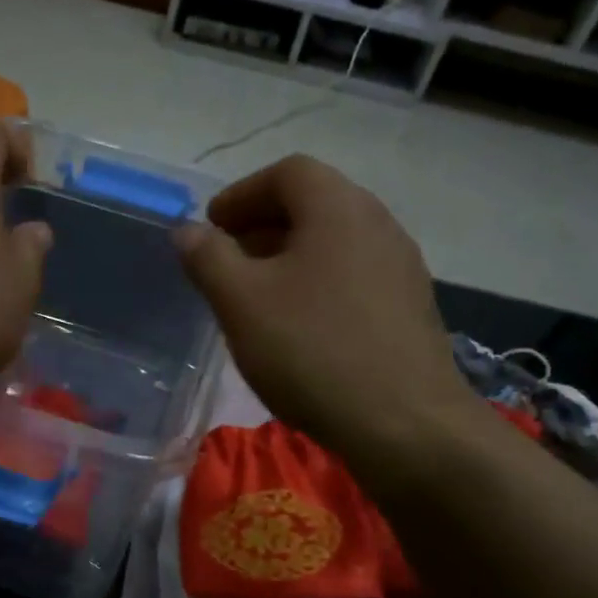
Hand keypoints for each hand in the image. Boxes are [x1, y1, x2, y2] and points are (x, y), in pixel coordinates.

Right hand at [175, 155, 475, 456]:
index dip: (241, 194)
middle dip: (262, 226)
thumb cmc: (312, 351)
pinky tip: (299, 327)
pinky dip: (317, 284)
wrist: (403, 423)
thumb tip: (188, 231)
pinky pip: (352, 276)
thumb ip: (208, 258)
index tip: (211, 228)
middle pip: (314, 204)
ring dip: (289, 257)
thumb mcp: (241, 303)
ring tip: (257, 296)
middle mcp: (378, 224)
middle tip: (226, 261)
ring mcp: (401, 267)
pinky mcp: (409, 307)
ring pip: (334, 243)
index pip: (287, 173)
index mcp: (338, 208)